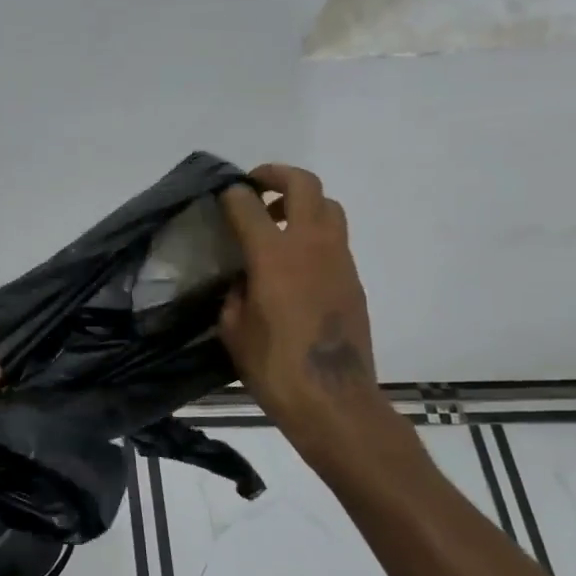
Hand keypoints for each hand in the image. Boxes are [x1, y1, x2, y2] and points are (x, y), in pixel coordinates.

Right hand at [218, 165, 394, 468]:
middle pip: (304, 185)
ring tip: (278, 223)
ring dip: (302, 202)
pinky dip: (314, 233)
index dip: (232, 195)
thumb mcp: (233, 328)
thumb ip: (235, 293)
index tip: (222, 196)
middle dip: (277, 175)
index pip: (249, 205)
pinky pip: (335, 238)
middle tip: (256, 186)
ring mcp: (338, 259)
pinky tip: (295, 262)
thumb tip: (243, 279)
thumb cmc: (273, 366)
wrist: (333, 399)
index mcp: (273, 256)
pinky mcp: (353, 278)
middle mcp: (310, 246)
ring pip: (328, 206)